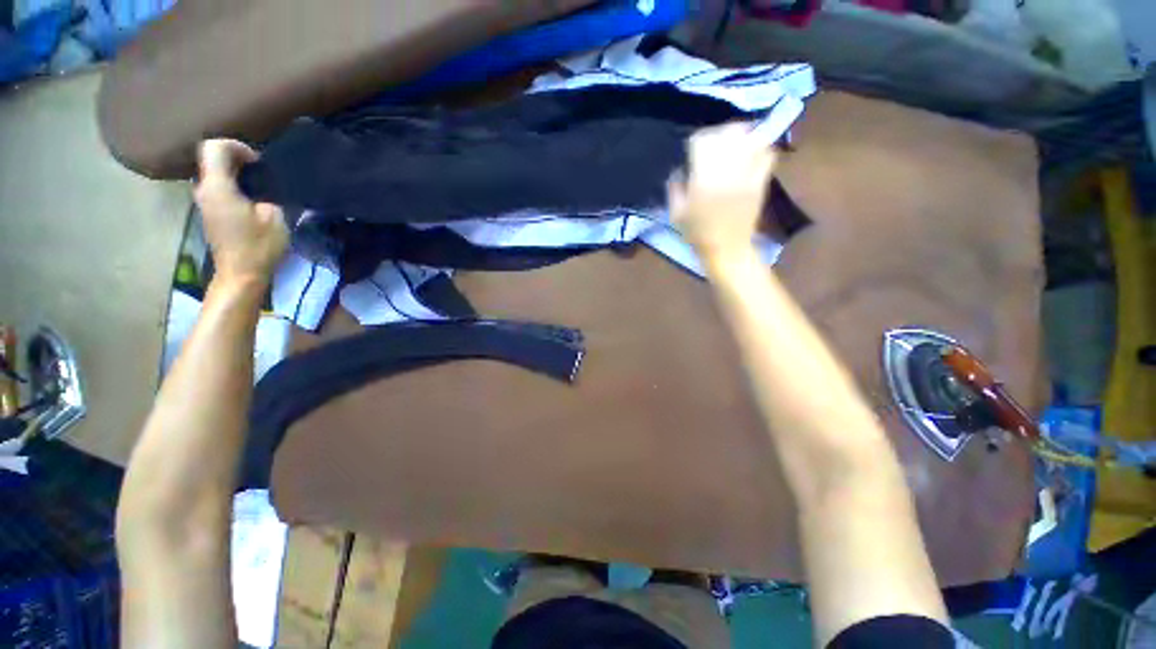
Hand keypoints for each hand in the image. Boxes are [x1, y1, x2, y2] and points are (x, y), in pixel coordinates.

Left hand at [194, 139, 288, 285]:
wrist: (240, 275)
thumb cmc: (259, 246)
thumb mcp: (274, 217)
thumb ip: (268, 195)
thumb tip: (264, 187)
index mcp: (217, 187)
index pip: (214, 148)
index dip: (236, 146)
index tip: (258, 161)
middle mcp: (203, 190)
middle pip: (212, 159)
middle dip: (236, 158)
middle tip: (261, 171)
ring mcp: (203, 202)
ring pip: (213, 173)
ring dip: (234, 173)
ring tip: (259, 185)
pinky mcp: (209, 213)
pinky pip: (216, 188)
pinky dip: (232, 185)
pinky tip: (250, 198)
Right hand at [667, 122, 777, 259]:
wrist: (727, 249)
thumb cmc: (698, 233)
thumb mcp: (676, 213)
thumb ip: (674, 187)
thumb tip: (679, 170)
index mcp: (702, 179)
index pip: (702, 141)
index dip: (696, 142)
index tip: (692, 150)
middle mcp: (726, 171)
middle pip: (727, 133)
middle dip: (718, 134)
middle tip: (713, 143)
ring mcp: (747, 174)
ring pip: (750, 138)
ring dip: (741, 136)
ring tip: (734, 143)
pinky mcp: (761, 180)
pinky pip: (768, 153)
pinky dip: (761, 148)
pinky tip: (751, 153)